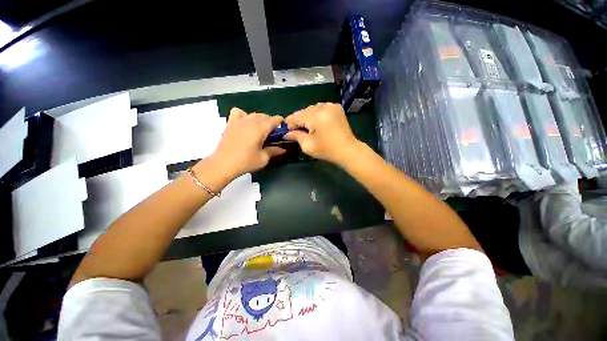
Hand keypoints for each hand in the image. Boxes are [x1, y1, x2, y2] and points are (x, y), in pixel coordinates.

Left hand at [209, 108, 284, 178]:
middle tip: (272, 132)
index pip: (273, 120)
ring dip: (259, 118)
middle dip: (270, 121)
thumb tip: (283, 149)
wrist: (223, 164)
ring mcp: (239, 121)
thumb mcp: (263, 159)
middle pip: (264, 116)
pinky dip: (243, 115)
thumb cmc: (245, 162)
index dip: (280, 121)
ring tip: (260, 128)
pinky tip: (244, 123)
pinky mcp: (230, 123)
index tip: (283, 126)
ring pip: (253, 114)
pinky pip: (238, 112)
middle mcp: (250, 121)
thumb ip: (273, 151)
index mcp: (260, 129)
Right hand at [285, 103, 360, 164]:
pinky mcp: (337, 108)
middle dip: (299, 121)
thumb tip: (287, 133)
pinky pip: (321, 108)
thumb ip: (296, 136)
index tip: (286, 131)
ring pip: (312, 109)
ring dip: (308, 117)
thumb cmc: (327, 150)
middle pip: (304, 111)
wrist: (348, 150)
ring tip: (309, 128)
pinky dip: (317, 115)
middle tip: (298, 132)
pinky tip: (318, 124)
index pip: (296, 116)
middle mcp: (323, 106)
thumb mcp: (308, 146)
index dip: (289, 124)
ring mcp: (331, 105)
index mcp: (316, 115)